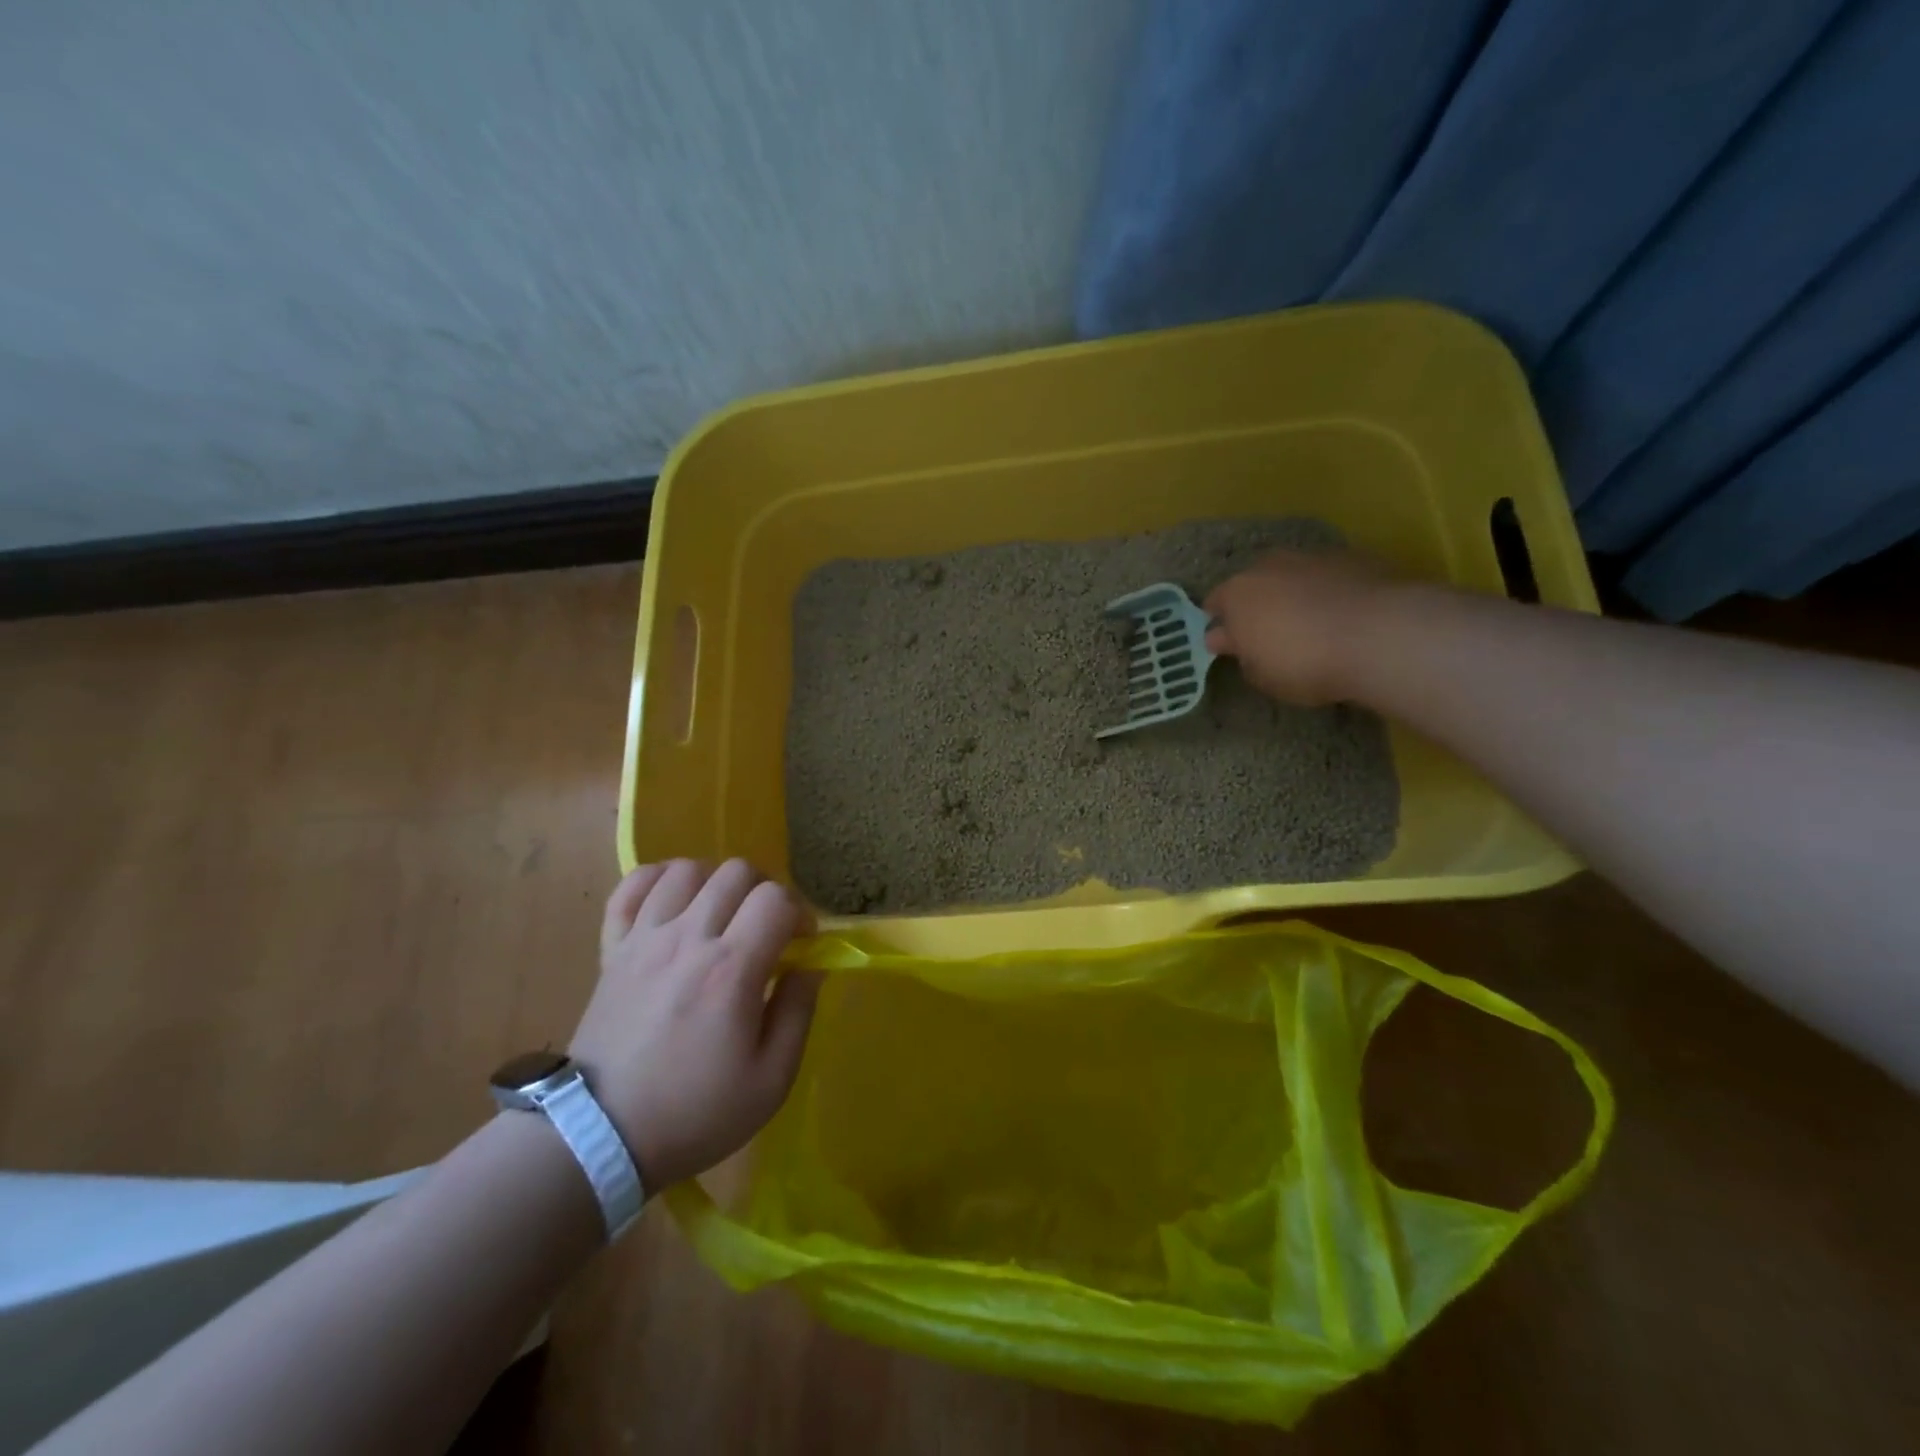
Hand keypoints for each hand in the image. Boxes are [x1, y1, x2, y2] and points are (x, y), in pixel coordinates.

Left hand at [572, 859, 821, 1190]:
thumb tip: (810, 965)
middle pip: (736, 872)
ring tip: (721, 915)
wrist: (600, 1137)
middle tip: (766, 928)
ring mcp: (644, 939)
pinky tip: (673, 899)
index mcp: (731, 969)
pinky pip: (631, 887)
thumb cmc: (694, 1113)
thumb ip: (798, 1012)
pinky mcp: (612, 948)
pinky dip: (657, 879)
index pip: (776, 899)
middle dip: (764, 891)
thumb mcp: (771, 1080)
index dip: (800, 914)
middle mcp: (687, 939)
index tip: (801, 944)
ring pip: (687, 869)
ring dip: (715, 882)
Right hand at [1203, 550, 1398, 705]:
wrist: (1380, 635)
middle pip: (1254, 582)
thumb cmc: (1304, 662)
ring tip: (1313, 623)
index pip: (1214, 603)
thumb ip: (1241, 653)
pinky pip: (1330, 576)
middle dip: (1258, 603)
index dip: (1221, 624)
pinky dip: (1330, 590)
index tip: (1231, 643)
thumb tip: (1229, 639)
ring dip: (1295, 593)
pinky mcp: (1354, 557)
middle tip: (1271, 633)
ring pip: (1293, 575)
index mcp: (1237, 593)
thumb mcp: (1261, 676)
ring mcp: (1313, 556)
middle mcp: (1269, 566)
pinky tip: (1345, 616)